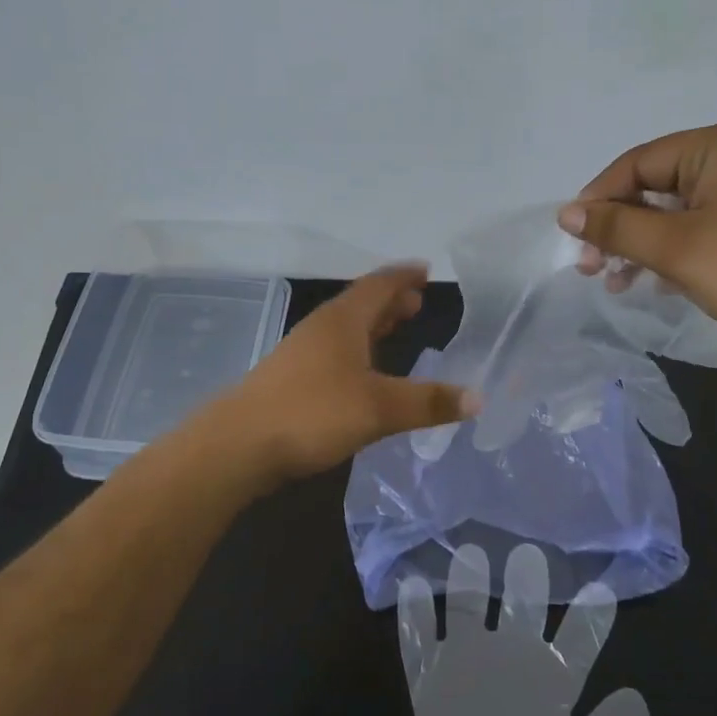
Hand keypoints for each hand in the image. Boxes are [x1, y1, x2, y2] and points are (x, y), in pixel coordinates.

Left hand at [223, 264, 478, 484]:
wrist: (238, 445)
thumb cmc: (312, 413)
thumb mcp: (379, 408)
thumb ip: (428, 402)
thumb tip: (478, 398)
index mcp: (343, 321)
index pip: (379, 285)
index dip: (403, 276)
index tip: (425, 269)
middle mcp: (322, 329)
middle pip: (361, 303)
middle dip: (390, 300)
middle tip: (417, 302)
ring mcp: (302, 353)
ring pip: (346, 328)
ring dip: (373, 325)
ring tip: (396, 328)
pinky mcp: (291, 379)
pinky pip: (334, 351)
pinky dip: (358, 350)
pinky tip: (363, 373)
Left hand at [398, 543, 648, 715]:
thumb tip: (636, 696)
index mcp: (552, 685)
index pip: (581, 641)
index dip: (592, 616)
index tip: (600, 587)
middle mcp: (509, 661)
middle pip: (522, 611)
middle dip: (528, 581)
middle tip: (528, 553)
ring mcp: (465, 666)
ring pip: (467, 609)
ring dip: (468, 580)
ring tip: (469, 552)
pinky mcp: (428, 681)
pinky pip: (417, 639)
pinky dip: (413, 611)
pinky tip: (409, 585)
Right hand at [558, 122, 716, 371]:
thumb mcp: (675, 248)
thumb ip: (616, 226)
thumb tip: (565, 213)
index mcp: (716, 145)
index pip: (636, 163)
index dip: (599, 199)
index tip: (574, 240)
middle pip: (652, 186)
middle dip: (618, 228)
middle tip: (591, 268)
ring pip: (671, 212)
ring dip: (638, 246)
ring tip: (615, 283)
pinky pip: (695, 228)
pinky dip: (668, 253)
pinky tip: (652, 283)